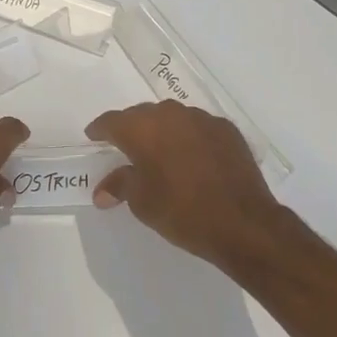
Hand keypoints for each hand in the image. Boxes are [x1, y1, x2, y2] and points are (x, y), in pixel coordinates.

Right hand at [85, 100, 288, 272]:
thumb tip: (102, 190)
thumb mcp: (142, 203)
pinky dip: (189, 138)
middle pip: (142, 115)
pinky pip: (198, 127)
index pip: (112, 121)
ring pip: (172, 117)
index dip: (100, 129)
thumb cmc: (182, 212)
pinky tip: (192, 158)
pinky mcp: (227, 129)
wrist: (242, 222)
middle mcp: (170, 114)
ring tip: (161, 152)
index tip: (94, 137)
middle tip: (126, 148)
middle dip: (131, 129)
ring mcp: (202, 119)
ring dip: (162, 131)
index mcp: (142, 129)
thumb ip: (120, 186)